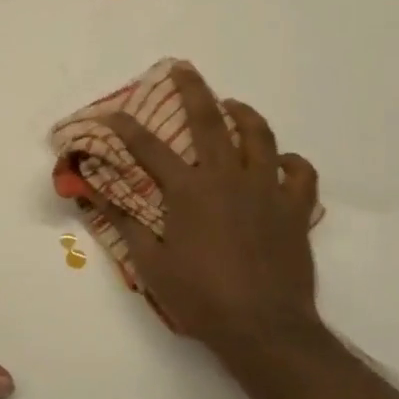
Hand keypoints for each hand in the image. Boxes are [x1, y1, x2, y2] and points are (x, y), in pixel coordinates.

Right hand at [88, 63, 322, 360]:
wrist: (264, 329)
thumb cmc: (202, 299)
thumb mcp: (152, 267)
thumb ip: (126, 226)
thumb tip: (97, 197)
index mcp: (189, 191)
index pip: (149, 148)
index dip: (126, 127)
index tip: (111, 113)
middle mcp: (227, 179)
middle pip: (209, 121)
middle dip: (193, 90)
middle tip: (184, 69)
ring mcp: (266, 191)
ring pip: (260, 137)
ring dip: (245, 115)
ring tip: (234, 106)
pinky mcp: (295, 209)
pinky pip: (301, 174)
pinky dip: (292, 163)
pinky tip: (281, 163)